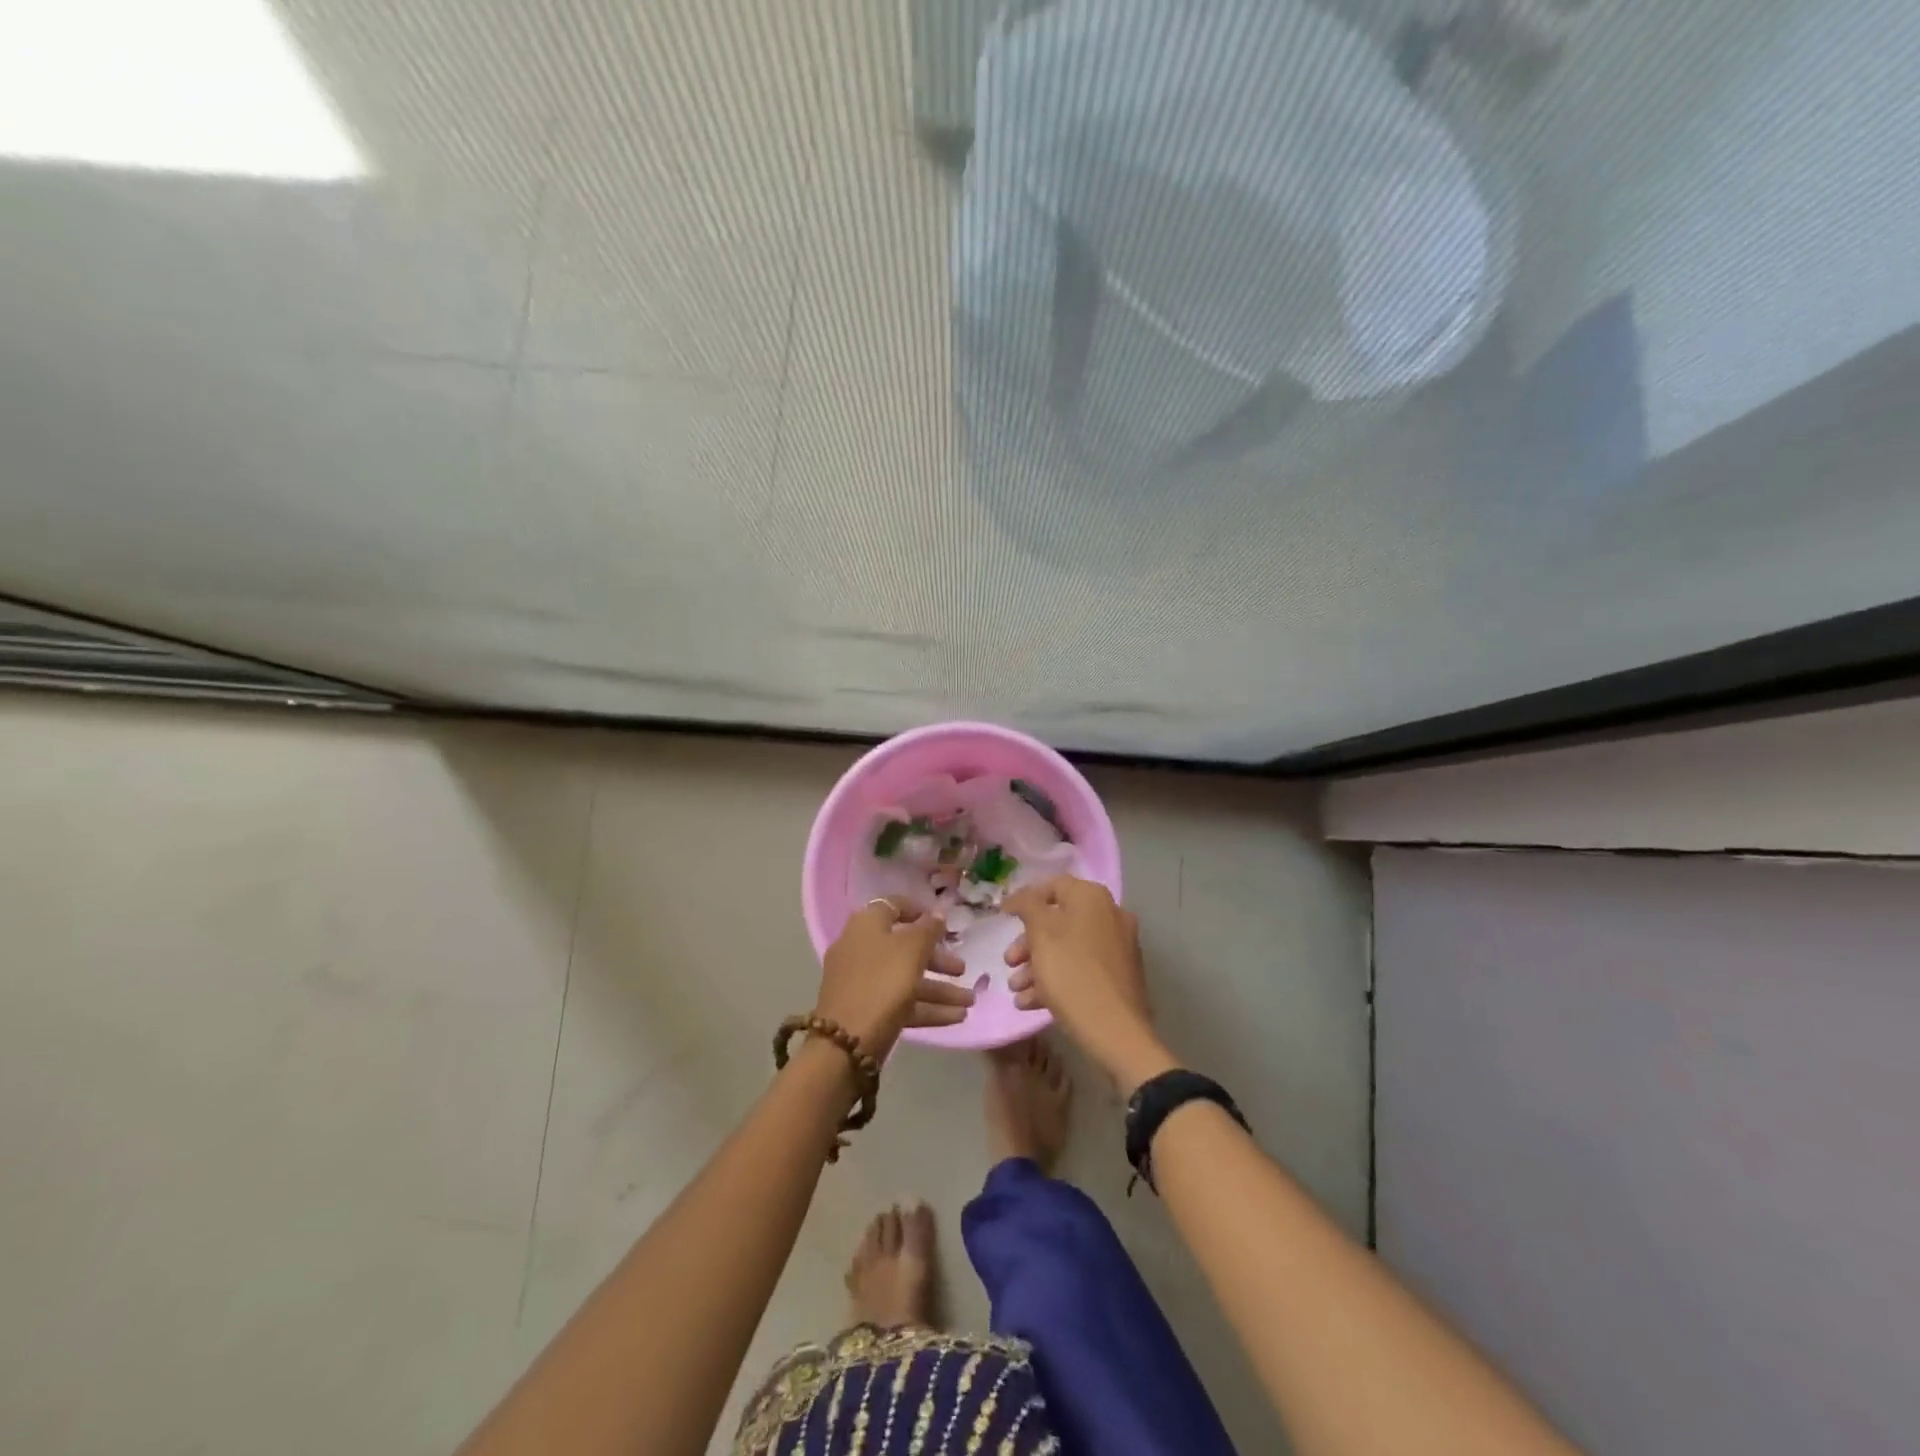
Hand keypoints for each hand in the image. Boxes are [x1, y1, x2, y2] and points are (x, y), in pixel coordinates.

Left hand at [815, 898, 972, 1059]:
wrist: (846, 1043)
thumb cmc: (882, 982)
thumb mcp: (912, 949)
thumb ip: (928, 929)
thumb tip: (938, 913)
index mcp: (867, 925)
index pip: (893, 906)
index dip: (919, 912)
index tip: (944, 923)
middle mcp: (861, 948)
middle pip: (904, 947)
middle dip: (937, 959)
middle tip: (962, 969)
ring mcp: (862, 981)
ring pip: (906, 978)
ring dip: (939, 988)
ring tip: (970, 1001)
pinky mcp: (867, 1010)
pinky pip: (901, 1002)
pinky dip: (927, 1007)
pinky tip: (957, 1017)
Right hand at [1005, 877, 1173, 1092]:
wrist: (1116, 1031)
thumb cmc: (1071, 973)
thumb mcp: (1041, 934)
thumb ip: (1027, 906)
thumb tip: (1020, 896)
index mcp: (1092, 898)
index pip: (1052, 886)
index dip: (1024, 900)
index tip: (1002, 918)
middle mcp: (1110, 915)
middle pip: (1058, 920)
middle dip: (1028, 942)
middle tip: (1009, 961)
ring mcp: (1118, 946)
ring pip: (1068, 947)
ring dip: (1037, 965)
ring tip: (1017, 989)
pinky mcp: (1119, 975)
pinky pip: (1081, 968)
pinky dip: (1057, 979)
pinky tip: (1031, 1003)